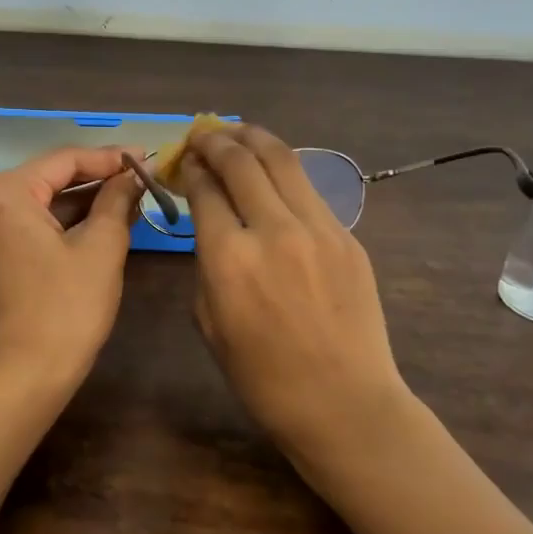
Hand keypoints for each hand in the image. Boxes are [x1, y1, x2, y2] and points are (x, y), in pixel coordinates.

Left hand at [0, 147, 142, 383]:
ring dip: (83, 198)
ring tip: (129, 193)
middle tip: (141, 173)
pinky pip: (30, 219)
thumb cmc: (68, 307)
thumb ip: (117, 198)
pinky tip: (101, 215)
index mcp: (5, 192)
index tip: (147, 156)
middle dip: (97, 176)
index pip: (65, 160)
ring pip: (41, 198)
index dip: (109, 157)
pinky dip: (63, 218)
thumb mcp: (101, 247)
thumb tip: (137, 171)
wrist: (27, 373)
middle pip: (50, 176)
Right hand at [184, 125, 411, 463]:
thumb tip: (209, 223)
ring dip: (253, 138)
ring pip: (281, 160)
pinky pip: (308, 189)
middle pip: (241, 161)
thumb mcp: (209, 322)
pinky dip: (284, 170)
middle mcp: (273, 231)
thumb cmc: (263, 377)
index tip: (185, 161)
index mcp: (229, 259)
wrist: (344, 402)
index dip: (191, 168)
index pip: (205, 190)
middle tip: (203, 135)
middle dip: (216, 141)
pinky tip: (273, 170)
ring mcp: (317, 229)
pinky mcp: (347, 236)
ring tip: (236, 131)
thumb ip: (205, 263)